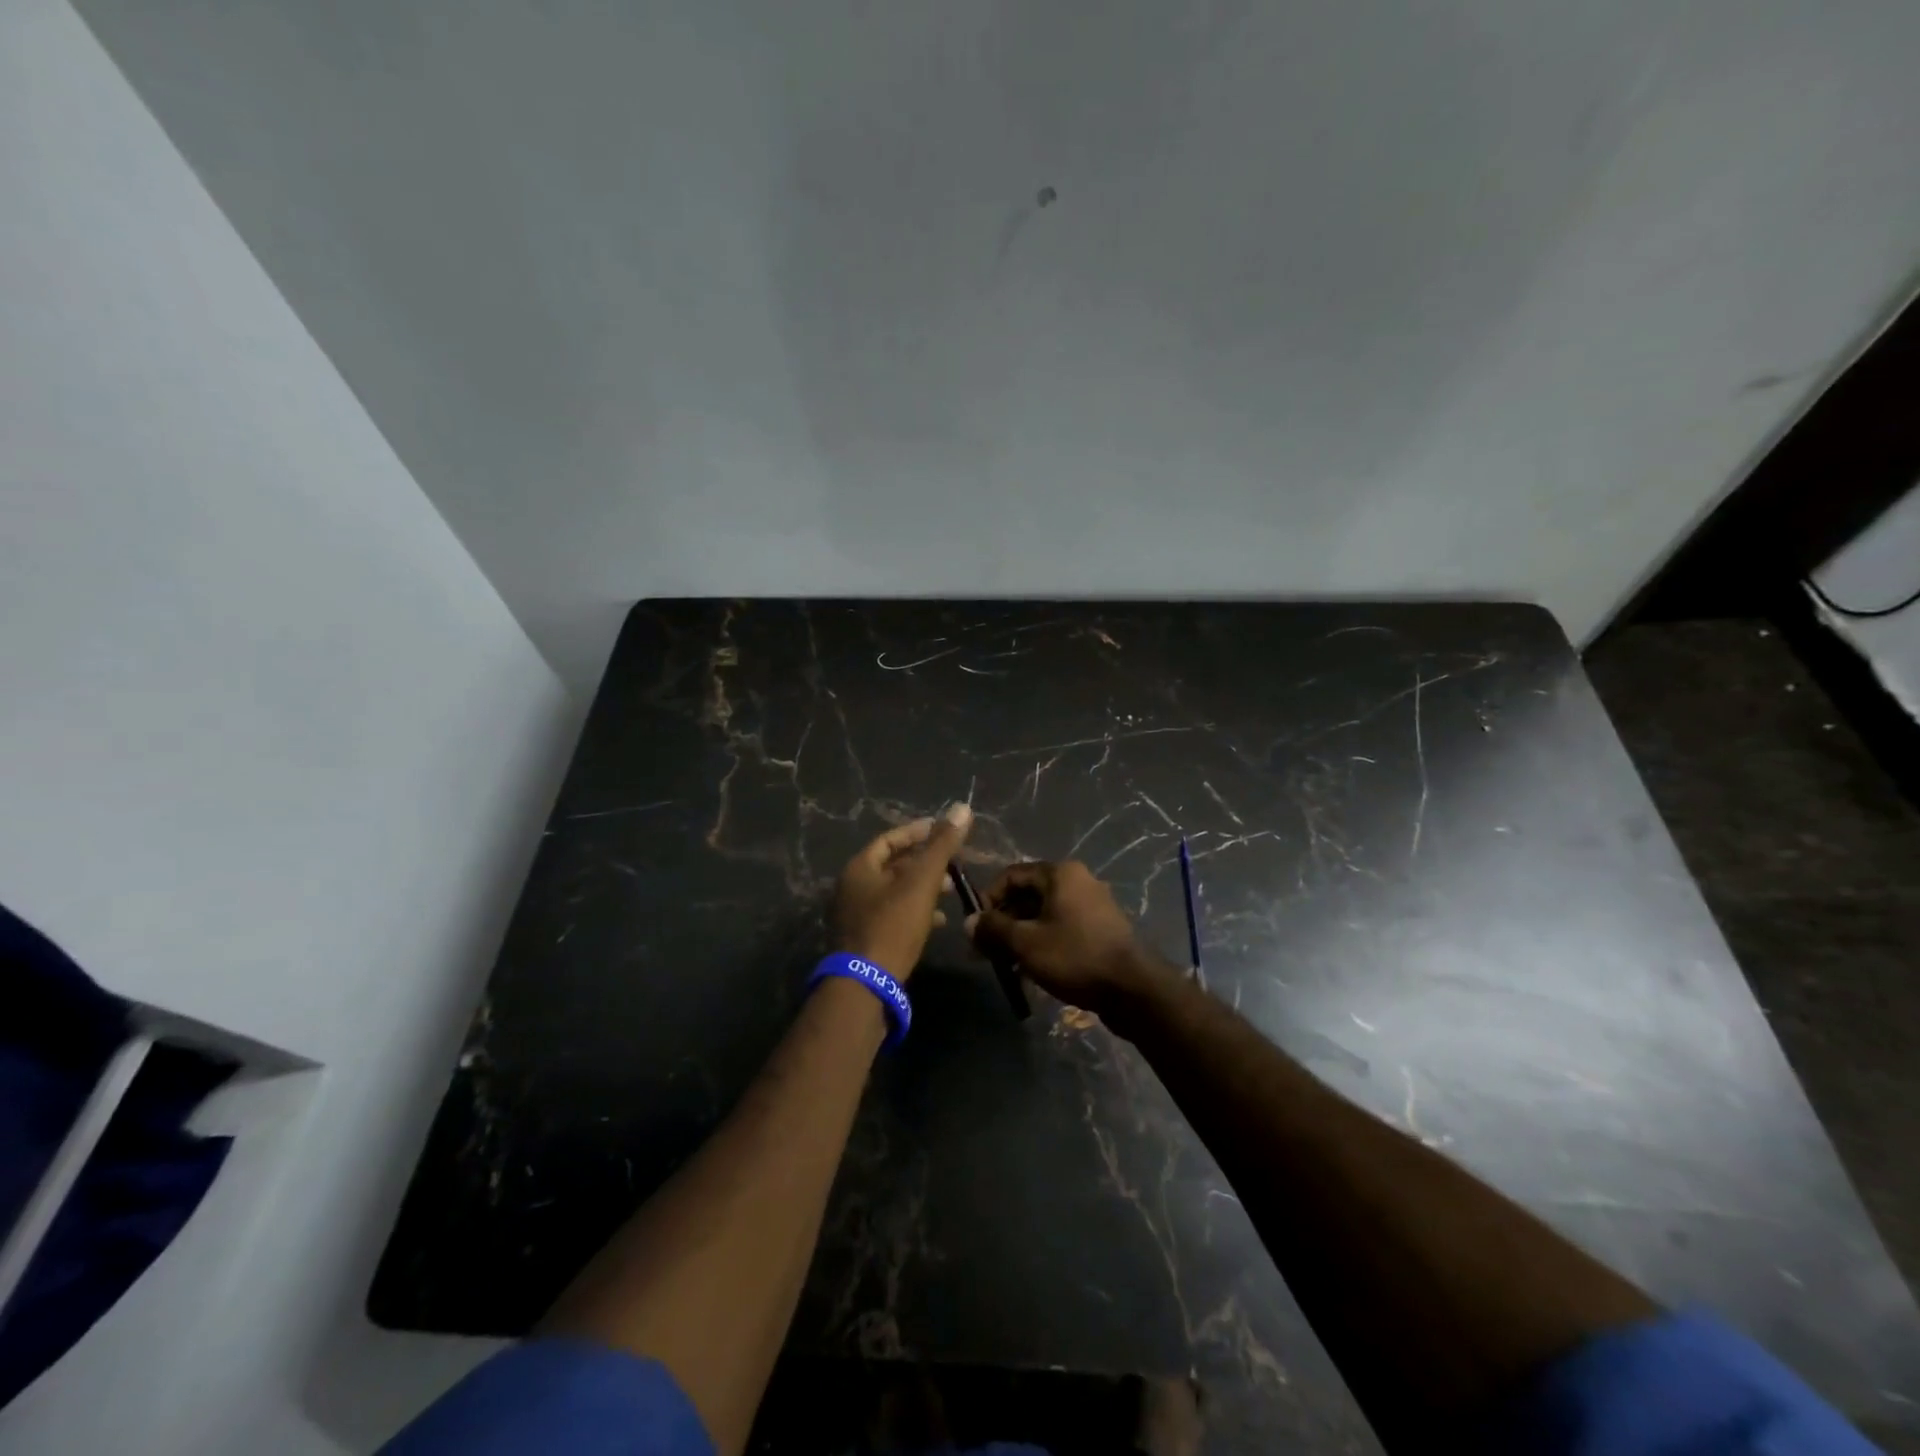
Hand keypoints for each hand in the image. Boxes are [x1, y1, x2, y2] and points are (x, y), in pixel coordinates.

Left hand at [831, 803, 972, 979]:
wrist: (865, 985)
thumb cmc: (892, 926)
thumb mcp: (921, 882)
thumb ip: (942, 846)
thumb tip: (963, 807)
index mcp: (859, 868)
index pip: (889, 839)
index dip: (917, 832)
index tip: (943, 830)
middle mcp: (851, 889)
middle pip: (891, 866)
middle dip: (924, 862)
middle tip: (953, 863)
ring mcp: (855, 917)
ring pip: (893, 893)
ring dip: (922, 888)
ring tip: (950, 890)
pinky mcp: (864, 942)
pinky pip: (892, 917)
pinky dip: (915, 912)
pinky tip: (938, 922)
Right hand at [967, 860, 1171, 1019]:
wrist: (1133, 989)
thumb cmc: (1075, 956)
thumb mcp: (1026, 943)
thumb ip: (994, 929)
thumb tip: (968, 923)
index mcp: (1060, 874)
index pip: (1011, 875)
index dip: (988, 899)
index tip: (975, 928)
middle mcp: (1077, 882)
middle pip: (1027, 895)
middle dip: (1003, 923)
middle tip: (985, 952)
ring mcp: (1092, 906)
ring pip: (1043, 915)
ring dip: (1020, 937)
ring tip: (1005, 966)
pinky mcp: (1100, 930)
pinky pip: (1061, 929)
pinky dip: (1042, 944)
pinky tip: (1030, 971)